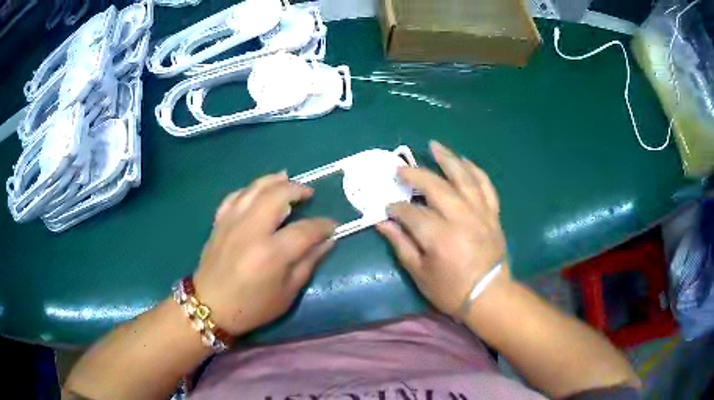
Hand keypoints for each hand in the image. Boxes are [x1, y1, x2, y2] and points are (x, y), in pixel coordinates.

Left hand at [193, 172, 335, 335]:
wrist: (210, 307)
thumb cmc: (252, 307)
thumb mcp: (287, 294)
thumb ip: (308, 263)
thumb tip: (327, 241)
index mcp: (271, 254)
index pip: (304, 230)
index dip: (323, 225)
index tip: (332, 226)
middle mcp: (251, 231)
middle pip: (278, 195)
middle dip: (298, 189)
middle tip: (309, 194)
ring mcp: (232, 223)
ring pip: (255, 188)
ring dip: (274, 181)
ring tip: (288, 179)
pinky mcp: (219, 222)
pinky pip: (235, 196)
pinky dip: (250, 189)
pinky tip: (258, 190)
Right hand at [377, 141, 507, 315]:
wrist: (490, 296)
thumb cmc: (452, 290)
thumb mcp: (420, 274)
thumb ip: (401, 245)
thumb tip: (382, 223)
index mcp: (439, 237)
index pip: (411, 213)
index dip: (396, 208)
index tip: (387, 207)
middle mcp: (461, 218)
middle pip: (435, 186)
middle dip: (415, 174)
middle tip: (400, 168)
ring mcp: (480, 213)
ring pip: (463, 177)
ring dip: (448, 159)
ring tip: (434, 145)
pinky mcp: (493, 214)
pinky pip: (486, 185)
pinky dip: (475, 170)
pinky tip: (464, 161)